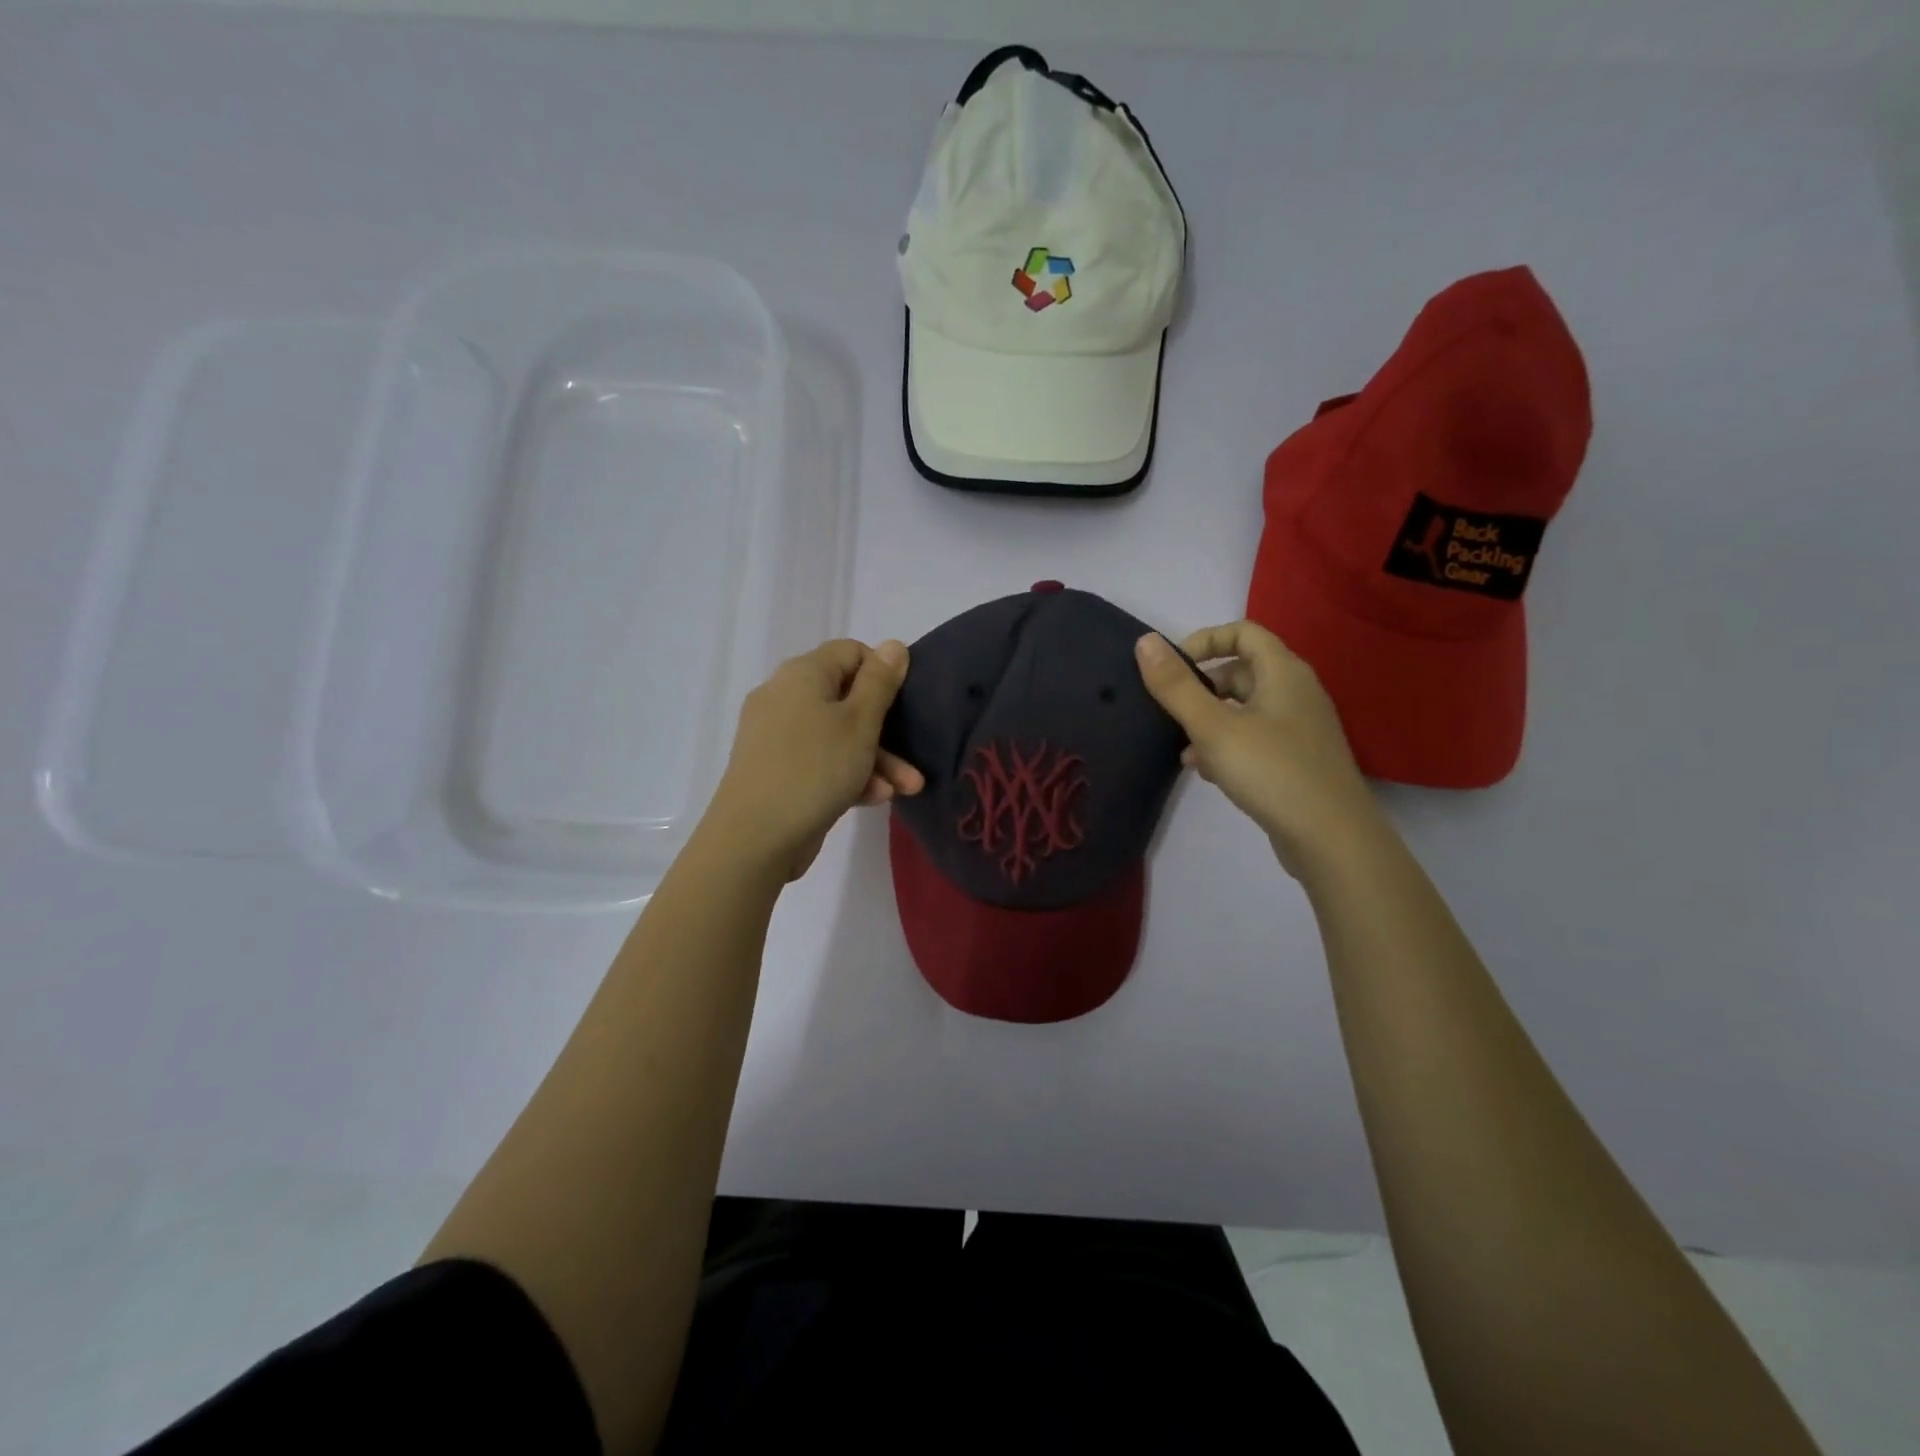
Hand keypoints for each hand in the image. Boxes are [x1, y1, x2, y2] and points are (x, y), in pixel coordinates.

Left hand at [701, 638, 924, 881]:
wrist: (755, 838)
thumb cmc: (815, 769)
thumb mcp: (860, 723)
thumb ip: (880, 683)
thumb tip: (893, 645)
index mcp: (802, 674)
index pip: (850, 653)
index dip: (882, 673)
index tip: (904, 704)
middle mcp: (784, 697)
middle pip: (846, 699)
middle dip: (886, 731)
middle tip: (914, 761)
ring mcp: (776, 736)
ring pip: (837, 736)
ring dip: (875, 759)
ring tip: (906, 790)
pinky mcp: (775, 770)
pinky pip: (819, 761)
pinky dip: (848, 775)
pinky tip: (874, 799)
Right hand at [1135, 621, 1378, 879]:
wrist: (1331, 839)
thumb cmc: (1271, 771)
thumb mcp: (1213, 727)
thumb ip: (1176, 685)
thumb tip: (1145, 641)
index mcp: (1283, 672)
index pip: (1243, 632)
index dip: (1205, 641)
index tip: (1173, 668)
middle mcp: (1296, 692)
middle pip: (1241, 671)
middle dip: (1202, 688)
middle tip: (1171, 713)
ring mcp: (1299, 728)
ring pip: (1244, 709)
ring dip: (1210, 722)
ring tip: (1185, 749)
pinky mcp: (1297, 760)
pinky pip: (1255, 738)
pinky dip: (1228, 746)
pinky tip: (1209, 772)